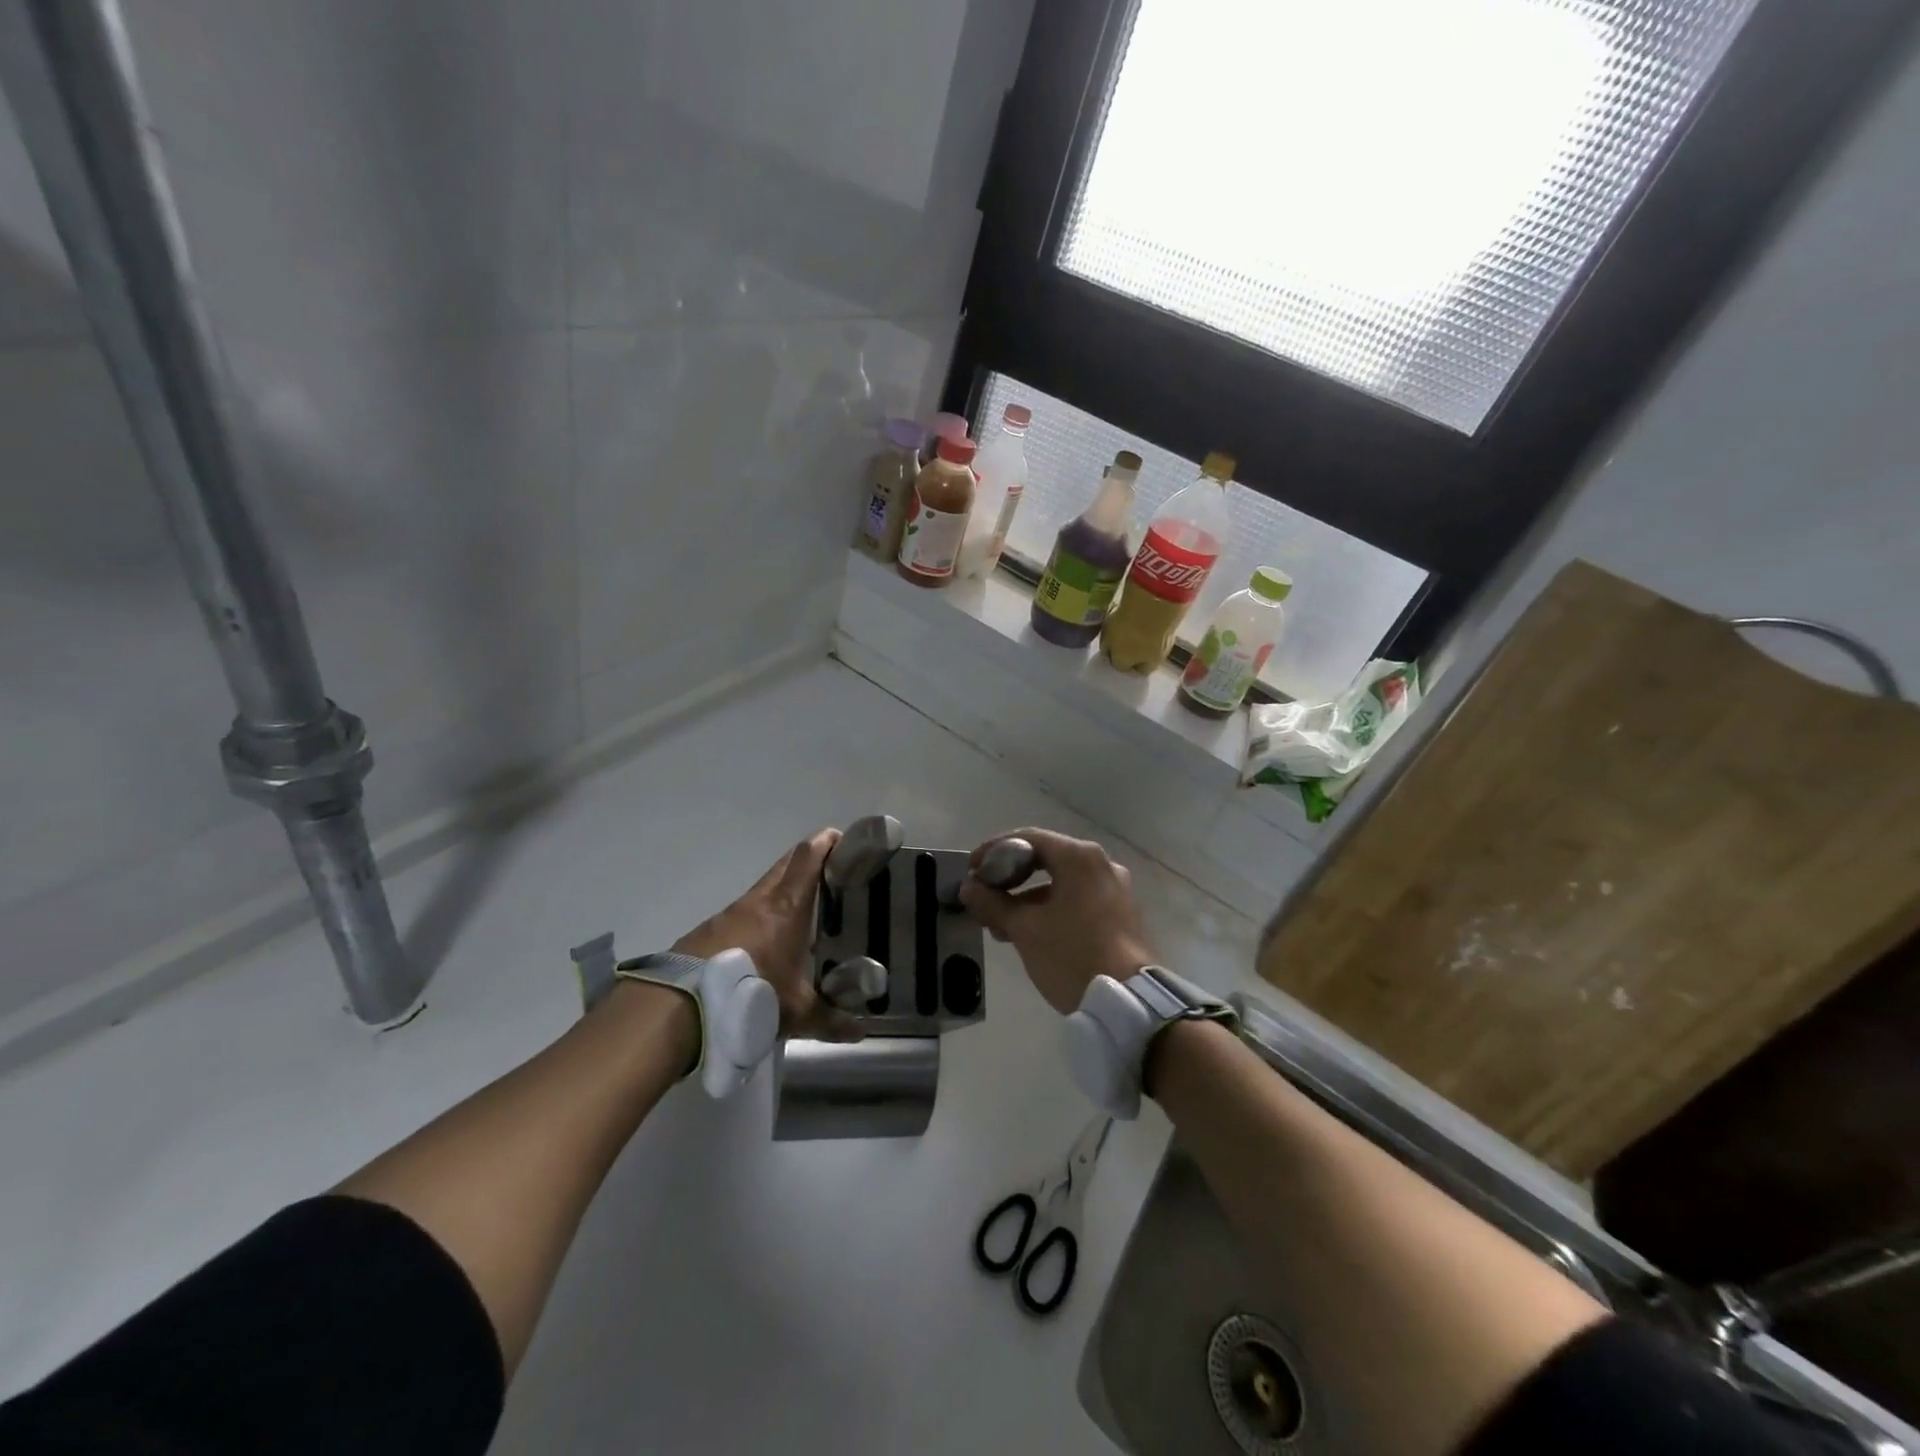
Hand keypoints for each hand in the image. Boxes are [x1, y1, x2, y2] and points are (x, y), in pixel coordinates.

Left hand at [674, 828, 861, 1041]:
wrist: (680, 1006)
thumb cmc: (751, 993)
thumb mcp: (796, 1013)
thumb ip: (831, 1020)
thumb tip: (861, 1033)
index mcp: (787, 906)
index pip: (808, 857)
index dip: (826, 842)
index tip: (844, 839)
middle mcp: (759, 901)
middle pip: (786, 863)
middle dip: (808, 858)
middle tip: (832, 870)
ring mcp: (730, 913)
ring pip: (764, 887)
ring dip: (783, 889)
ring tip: (802, 911)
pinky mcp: (708, 931)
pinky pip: (743, 912)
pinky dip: (759, 915)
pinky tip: (765, 942)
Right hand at [958, 828, 1155, 1014]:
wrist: (1128, 1002)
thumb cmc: (1071, 955)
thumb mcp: (1024, 929)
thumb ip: (992, 902)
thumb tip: (969, 886)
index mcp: (1079, 857)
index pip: (1028, 838)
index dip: (994, 851)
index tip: (972, 870)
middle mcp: (1101, 864)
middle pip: (1045, 858)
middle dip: (1010, 877)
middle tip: (984, 895)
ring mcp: (1115, 888)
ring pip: (1061, 882)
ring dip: (1028, 897)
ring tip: (1000, 924)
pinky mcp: (1120, 913)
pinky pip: (1077, 898)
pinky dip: (1051, 907)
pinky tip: (1030, 933)